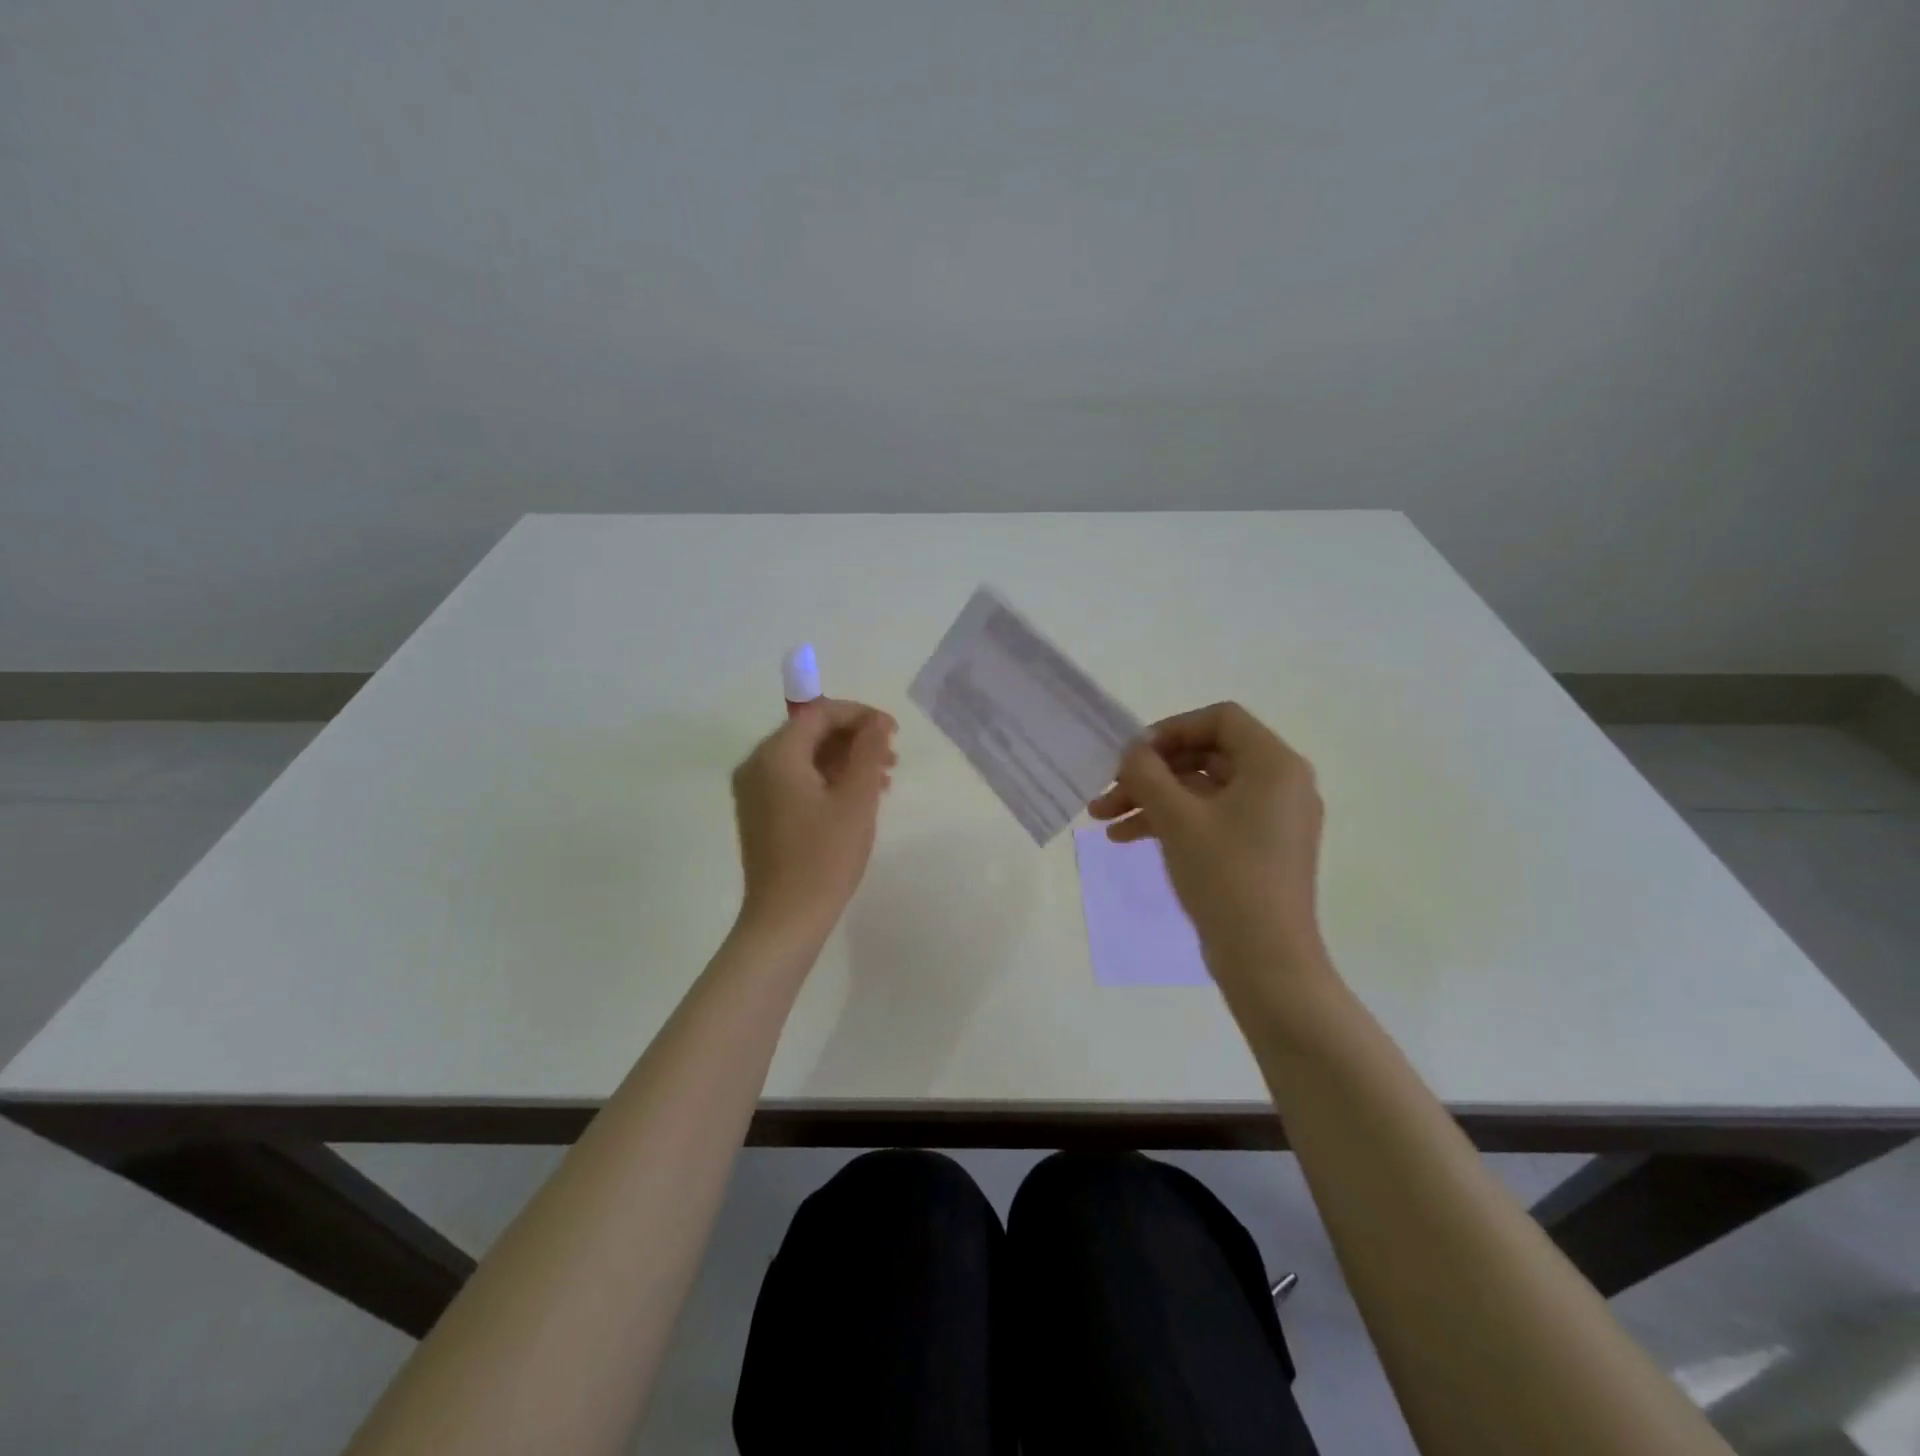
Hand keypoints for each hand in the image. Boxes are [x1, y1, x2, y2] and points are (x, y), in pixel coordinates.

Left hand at [731, 699, 897, 942]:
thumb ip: (868, 751)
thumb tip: (877, 722)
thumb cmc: (824, 857)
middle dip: (854, 740)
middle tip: (892, 759)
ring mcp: (754, 791)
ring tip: (883, 782)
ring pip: (805, 758)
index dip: (860, 715)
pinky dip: (827, 781)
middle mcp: (757, 765)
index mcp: (776, 755)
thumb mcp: (856, 799)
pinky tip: (857, 800)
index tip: (893, 731)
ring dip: (844, 761)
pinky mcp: (760, 814)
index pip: (819, 713)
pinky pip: (795, 781)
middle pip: (810, 733)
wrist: (785, 920)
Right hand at [1088, 702, 1326, 992]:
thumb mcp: (1177, 818)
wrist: (1266, 961)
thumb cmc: (1225, 876)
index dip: (1171, 730)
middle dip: (1151, 773)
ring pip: (1202, 790)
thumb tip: (1133, 751)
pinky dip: (1172, 822)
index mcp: (1274, 765)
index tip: (1134, 755)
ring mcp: (1271, 819)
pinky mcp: (1259, 848)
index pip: (1220, 719)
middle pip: (1206, 755)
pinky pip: (1211, 818)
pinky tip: (1126, 839)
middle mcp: (1280, 784)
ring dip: (1152, 799)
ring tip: (1102, 819)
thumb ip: (1147, 773)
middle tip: (1108, 790)